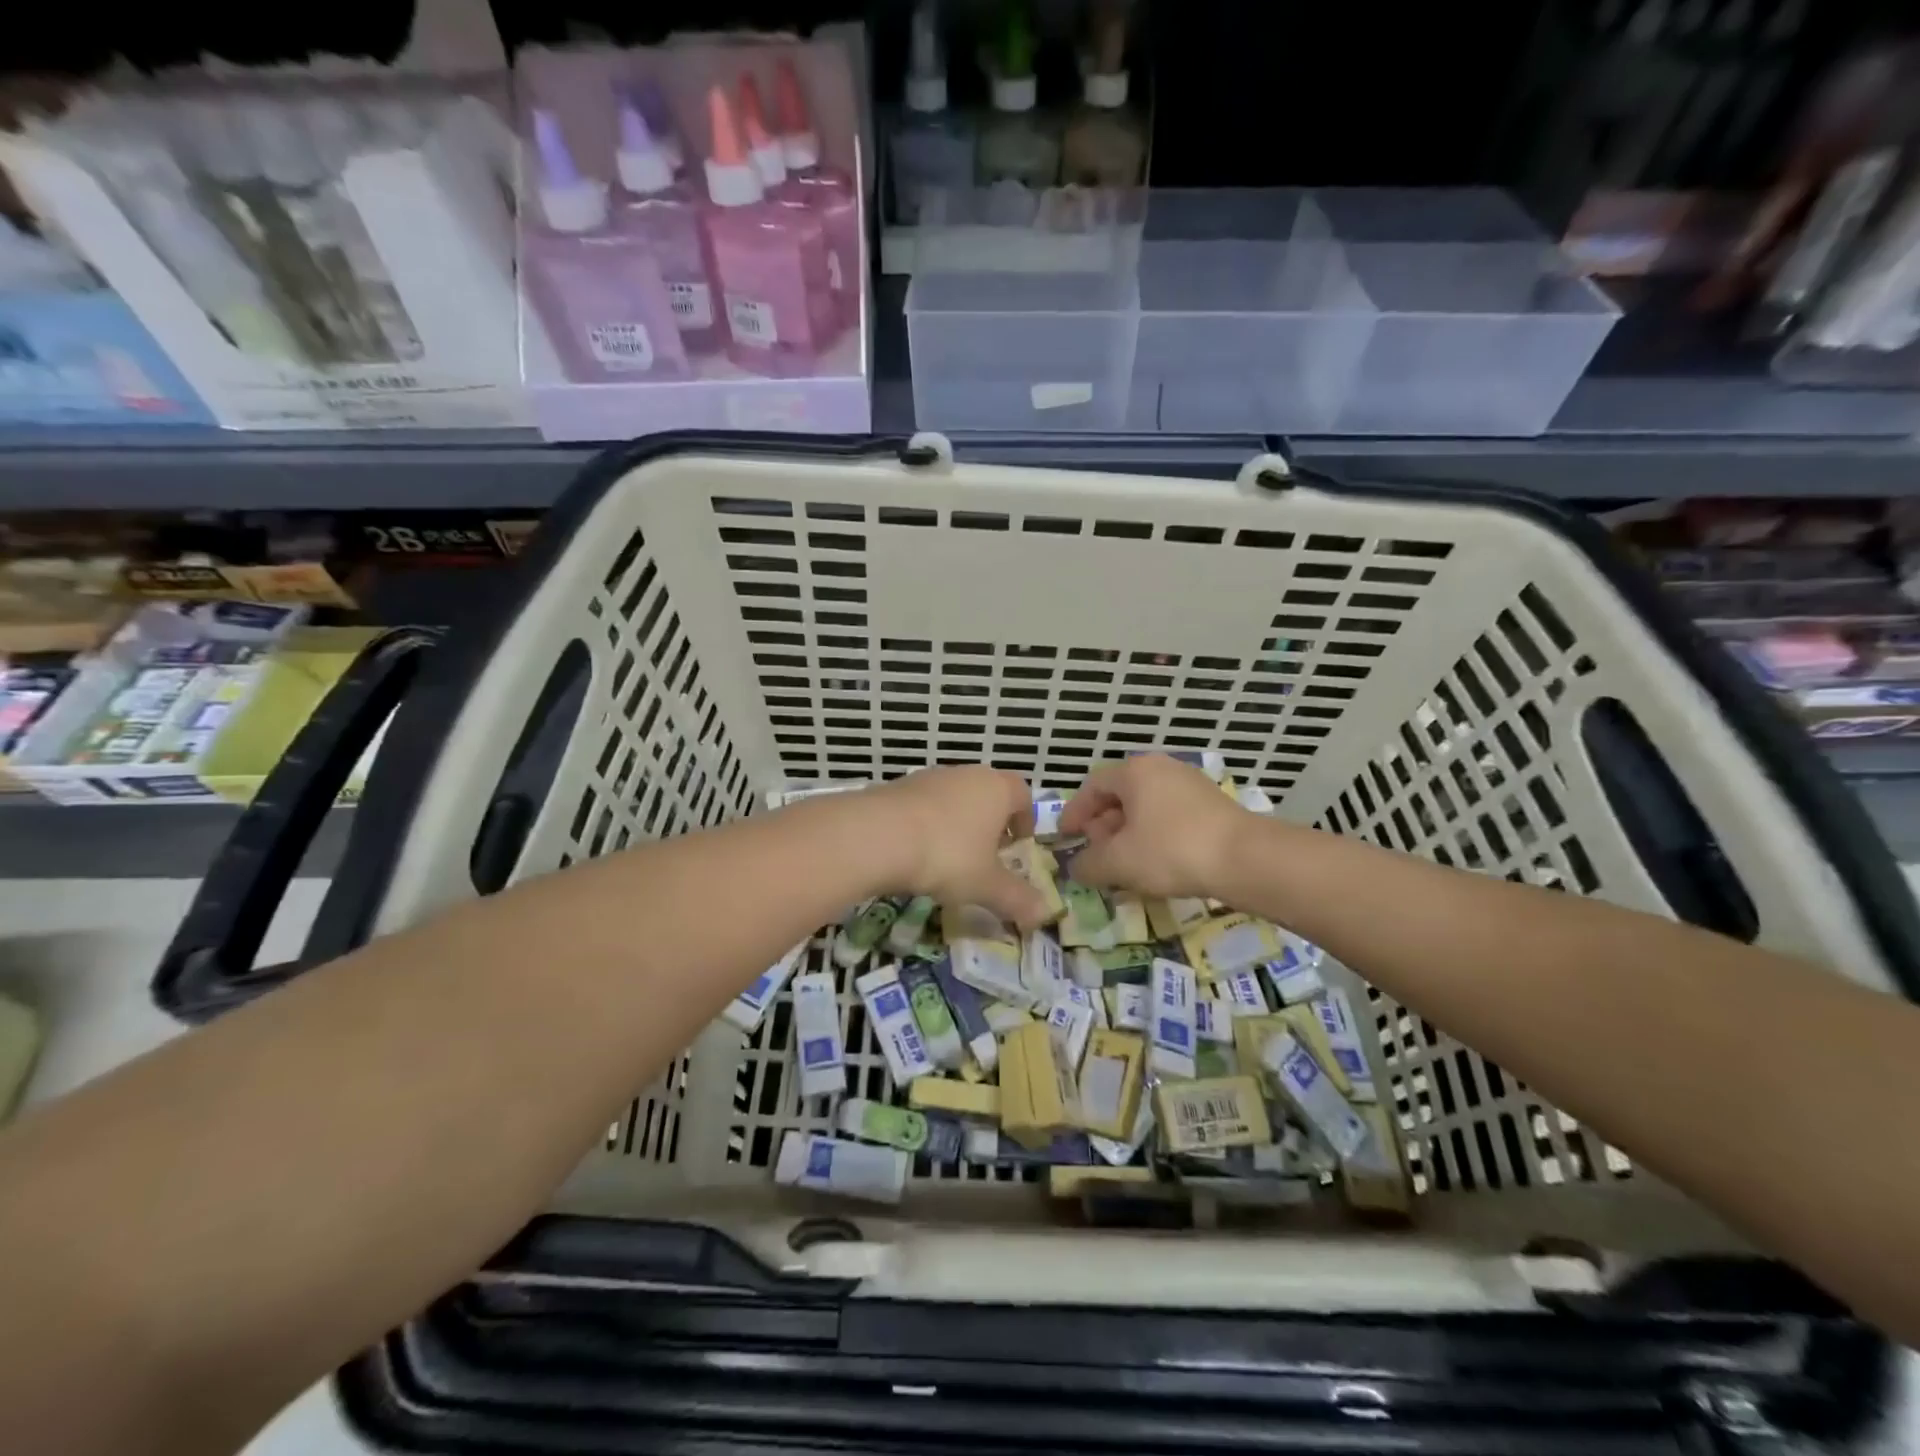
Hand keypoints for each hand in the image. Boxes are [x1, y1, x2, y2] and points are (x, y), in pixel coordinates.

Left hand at [863, 766, 1047, 929]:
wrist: (877, 835)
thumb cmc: (947, 855)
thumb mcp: (986, 884)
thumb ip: (1017, 898)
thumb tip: (1044, 914)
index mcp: (996, 789)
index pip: (1023, 794)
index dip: (1025, 820)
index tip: (1018, 848)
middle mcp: (966, 774)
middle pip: (987, 794)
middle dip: (991, 824)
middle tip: (987, 857)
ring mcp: (929, 777)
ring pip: (954, 798)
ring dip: (957, 824)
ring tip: (949, 859)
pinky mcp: (897, 787)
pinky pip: (923, 805)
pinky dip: (927, 825)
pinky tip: (916, 853)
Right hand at [1058, 754, 1246, 898]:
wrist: (1245, 859)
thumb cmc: (1171, 851)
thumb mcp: (1119, 862)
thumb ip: (1089, 863)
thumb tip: (1076, 867)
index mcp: (1135, 772)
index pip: (1092, 786)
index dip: (1075, 813)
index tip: (1066, 838)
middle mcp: (1161, 768)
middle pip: (1120, 795)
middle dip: (1102, 825)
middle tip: (1096, 853)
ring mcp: (1190, 784)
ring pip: (1146, 806)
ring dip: (1128, 833)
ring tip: (1124, 863)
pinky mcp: (1212, 804)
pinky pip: (1169, 815)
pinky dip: (1154, 835)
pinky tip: (1156, 863)